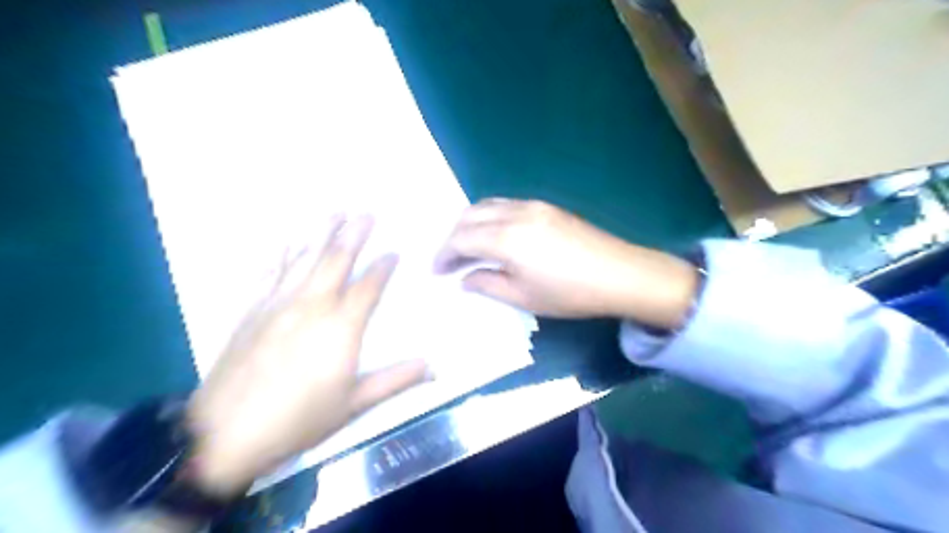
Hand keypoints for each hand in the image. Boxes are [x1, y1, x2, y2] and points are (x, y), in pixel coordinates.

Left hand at [184, 215, 426, 496]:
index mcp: (342, 327)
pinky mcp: (251, 310)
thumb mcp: (354, 405)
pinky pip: (269, 272)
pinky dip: (280, 253)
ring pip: (304, 258)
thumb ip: (395, 381)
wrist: (224, 434)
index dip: (383, 267)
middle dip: (354, 234)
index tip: (393, 252)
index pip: (369, 287)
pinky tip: (286, 240)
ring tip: (334, 212)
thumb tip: (434, 368)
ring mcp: (278, 304)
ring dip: (321, 233)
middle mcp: (312, 305)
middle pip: (337, 260)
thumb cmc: (298, 420)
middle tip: (366, 213)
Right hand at [436, 199, 694, 326]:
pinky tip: (494, 235)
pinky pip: (506, 205)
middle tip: (449, 260)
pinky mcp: (546, 206)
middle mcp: (514, 214)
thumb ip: (488, 284)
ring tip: (468, 246)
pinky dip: (489, 217)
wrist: (619, 274)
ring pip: (487, 205)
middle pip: (469, 216)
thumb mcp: (523, 297)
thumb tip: (465, 279)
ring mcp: (532, 206)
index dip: (443, 254)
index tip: (436, 271)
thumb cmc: (569, 293)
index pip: (460, 239)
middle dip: (453, 236)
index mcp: (505, 239)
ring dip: (470, 223)